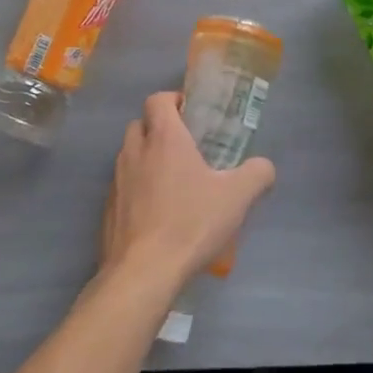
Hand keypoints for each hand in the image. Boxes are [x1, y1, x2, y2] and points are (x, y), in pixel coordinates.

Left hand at [100, 92, 275, 290]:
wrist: (144, 272)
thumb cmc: (191, 223)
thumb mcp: (237, 197)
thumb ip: (257, 174)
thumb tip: (264, 166)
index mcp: (164, 138)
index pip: (158, 99)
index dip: (173, 100)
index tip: (191, 114)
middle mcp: (135, 152)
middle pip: (140, 124)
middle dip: (158, 129)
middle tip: (185, 147)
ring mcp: (117, 181)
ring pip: (129, 155)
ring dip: (147, 159)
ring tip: (172, 182)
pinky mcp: (108, 209)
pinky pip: (122, 187)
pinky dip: (136, 189)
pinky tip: (157, 214)